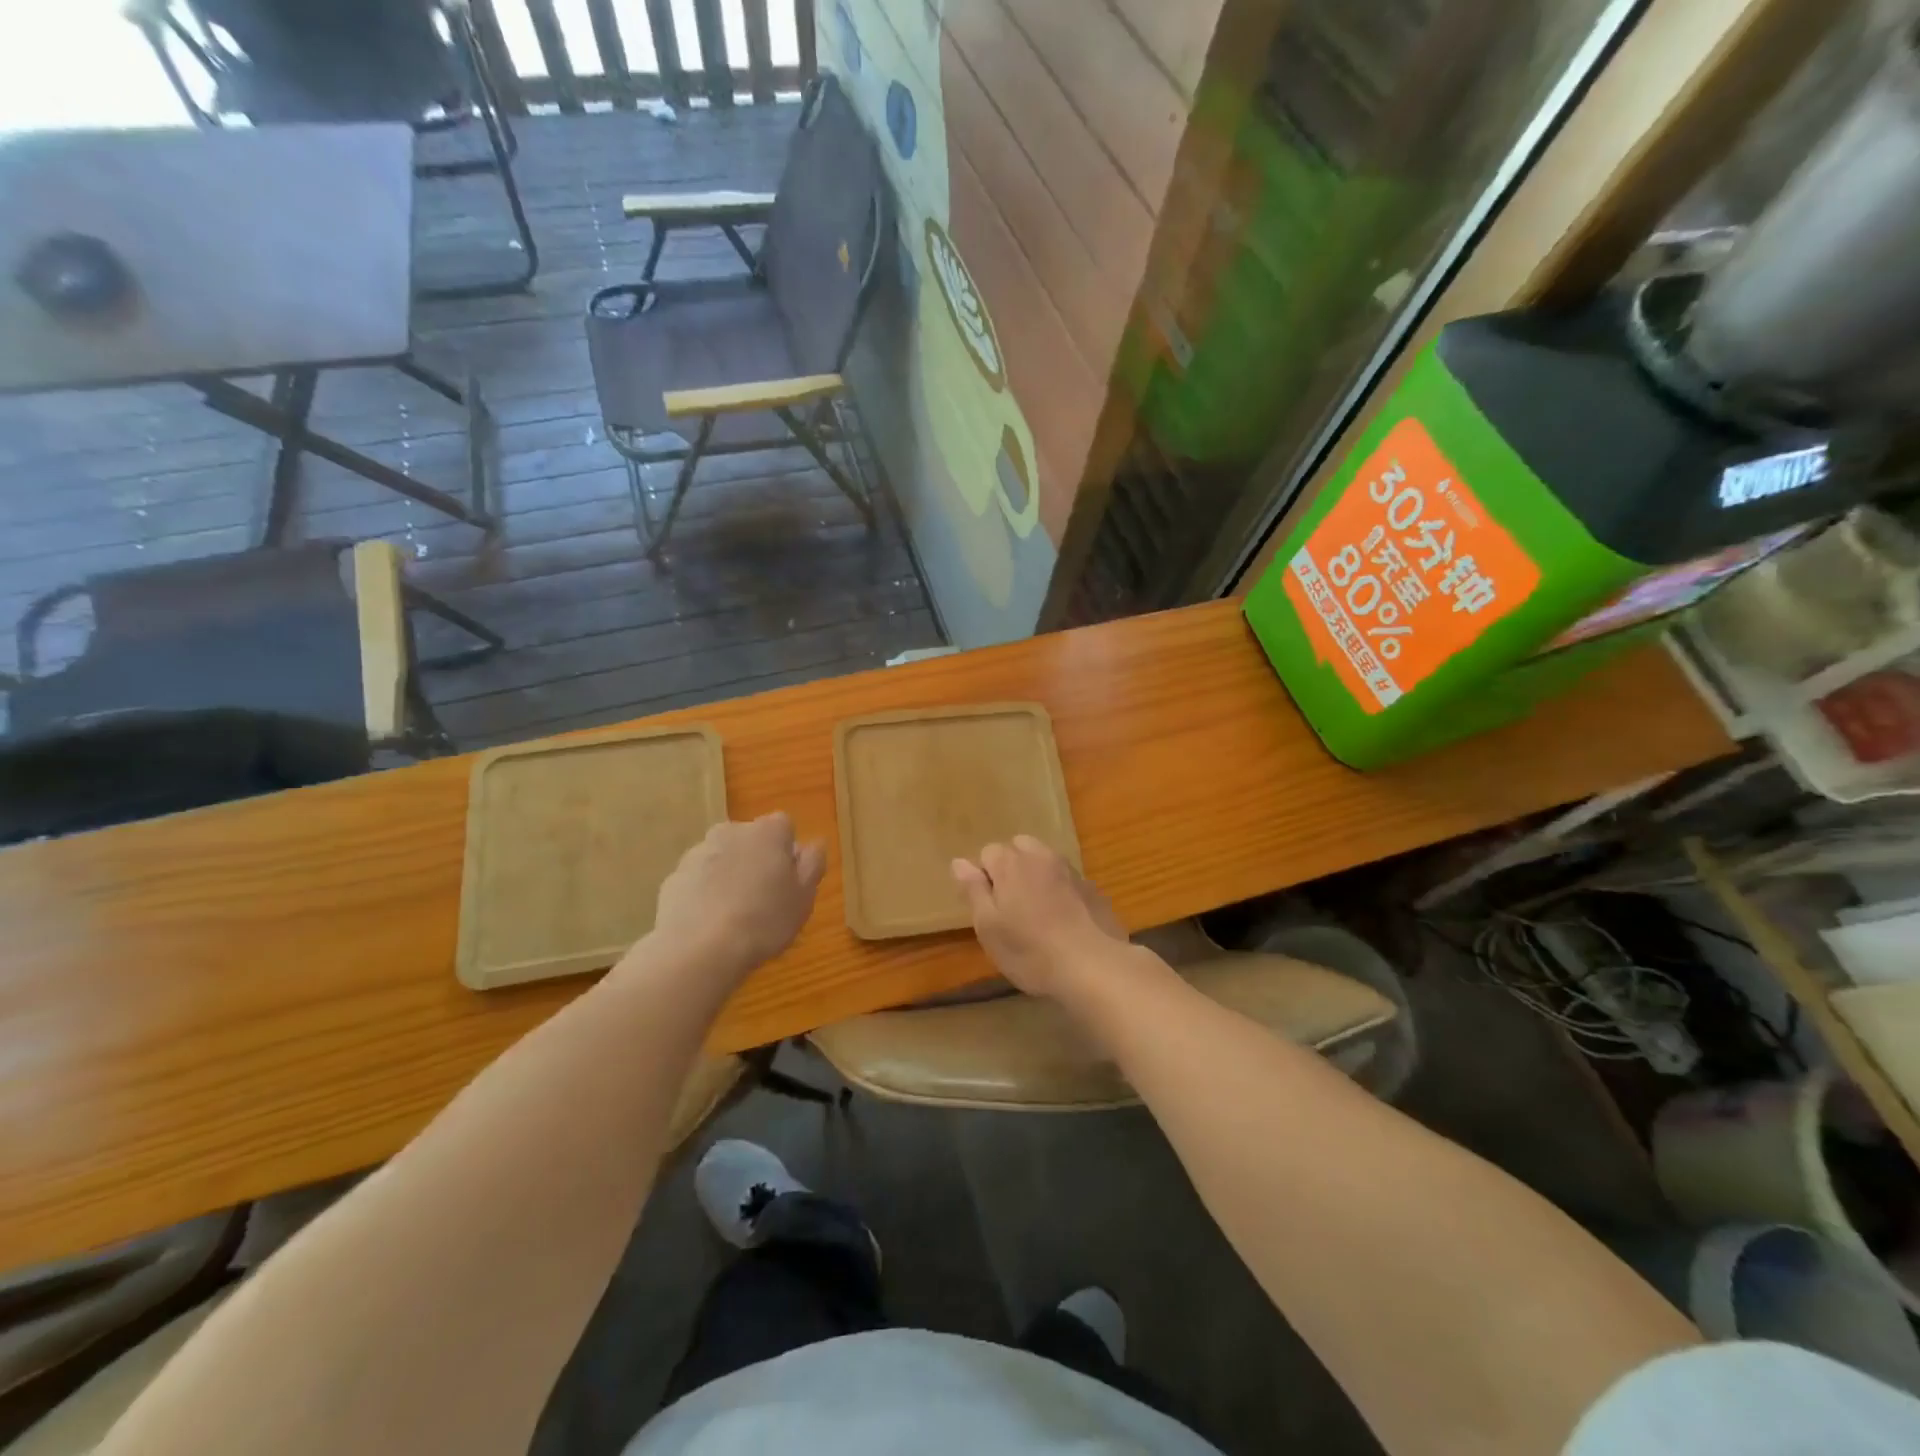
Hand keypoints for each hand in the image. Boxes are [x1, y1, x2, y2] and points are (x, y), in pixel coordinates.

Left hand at [651, 813, 825, 979]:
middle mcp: (731, 831)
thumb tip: (814, 844)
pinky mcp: (674, 877)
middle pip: (751, 840)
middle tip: (764, 899)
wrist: (699, 949)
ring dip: (730, 876)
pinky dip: (705, 893)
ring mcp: (698, 853)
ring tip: (735, 916)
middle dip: (757, 861)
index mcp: (767, 832)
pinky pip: (699, 880)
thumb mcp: (804, 896)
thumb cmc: (764, 920)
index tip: (788, 880)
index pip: (784, 826)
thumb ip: (812, 864)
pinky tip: (710, 923)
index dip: (788, 852)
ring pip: (723, 858)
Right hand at [951, 836, 1125, 996]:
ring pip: (1044, 861)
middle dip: (1011, 868)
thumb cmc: (1030, 950)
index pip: (988, 852)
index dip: (984, 877)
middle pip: (1018, 848)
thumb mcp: (989, 927)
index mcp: (1011, 863)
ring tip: (1037, 913)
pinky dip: (1060, 890)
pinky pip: (1066, 879)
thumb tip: (959, 862)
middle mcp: (1041, 857)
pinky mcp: (1092, 888)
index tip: (989, 907)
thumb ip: (973, 890)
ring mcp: (1070, 870)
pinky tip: (1063, 920)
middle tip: (1011, 907)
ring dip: (1036, 876)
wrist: (1093, 965)